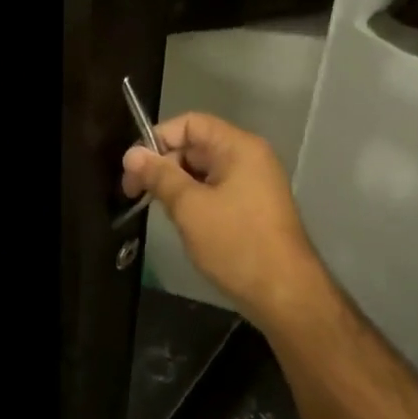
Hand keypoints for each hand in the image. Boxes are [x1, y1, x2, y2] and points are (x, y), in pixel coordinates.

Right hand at [122, 112, 324, 326]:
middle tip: (136, 193)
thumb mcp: (190, 207)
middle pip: (196, 145)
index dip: (158, 139)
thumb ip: (159, 176)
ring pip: (204, 170)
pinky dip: (194, 199)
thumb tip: (131, 154)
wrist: (285, 295)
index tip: (134, 168)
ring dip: (177, 184)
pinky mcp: (253, 207)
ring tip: (157, 208)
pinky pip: (216, 190)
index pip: (190, 123)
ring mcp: (254, 183)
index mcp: (239, 147)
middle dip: (164, 164)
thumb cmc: (236, 244)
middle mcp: (249, 157)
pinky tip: (180, 220)